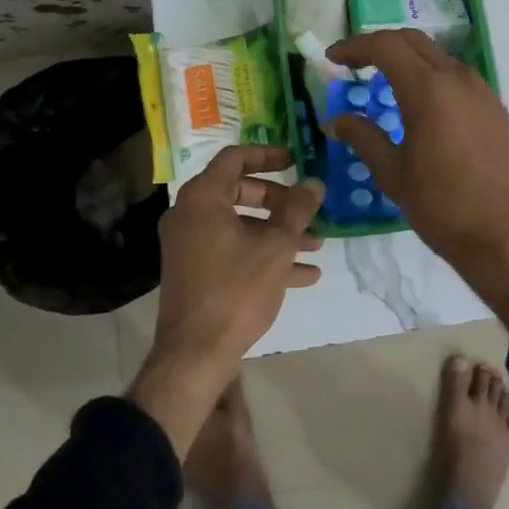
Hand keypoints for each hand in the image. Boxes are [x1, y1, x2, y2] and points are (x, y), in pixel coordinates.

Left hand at [128, 145, 323, 453]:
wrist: (195, 354)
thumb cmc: (236, 289)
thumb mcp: (276, 246)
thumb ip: (297, 209)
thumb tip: (314, 183)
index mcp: (203, 197)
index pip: (235, 158)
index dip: (268, 154)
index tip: (296, 160)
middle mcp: (191, 214)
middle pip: (240, 191)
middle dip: (280, 201)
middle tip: (308, 209)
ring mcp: (191, 245)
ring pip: (241, 225)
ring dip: (279, 232)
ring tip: (317, 246)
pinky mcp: (196, 271)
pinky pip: (234, 250)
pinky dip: (264, 255)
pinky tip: (303, 275)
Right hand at [325, 30, 508, 328]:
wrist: (501, 236)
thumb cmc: (439, 204)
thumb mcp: (392, 172)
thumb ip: (362, 136)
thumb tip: (335, 120)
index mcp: (428, 89)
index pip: (386, 46)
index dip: (355, 47)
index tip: (332, 58)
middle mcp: (458, 79)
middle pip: (413, 42)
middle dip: (380, 45)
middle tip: (354, 63)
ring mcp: (481, 91)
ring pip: (438, 56)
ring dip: (408, 58)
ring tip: (384, 80)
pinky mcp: (494, 108)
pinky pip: (457, 76)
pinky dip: (432, 75)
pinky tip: (421, 102)